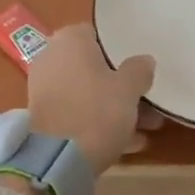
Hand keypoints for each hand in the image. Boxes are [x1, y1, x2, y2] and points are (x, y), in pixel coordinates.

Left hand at [27, 23, 160, 173]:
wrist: (56, 158)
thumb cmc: (95, 110)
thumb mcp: (128, 88)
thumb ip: (139, 70)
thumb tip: (144, 60)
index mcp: (69, 40)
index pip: (99, 36)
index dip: (122, 52)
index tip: (141, 69)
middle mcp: (52, 57)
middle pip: (95, 68)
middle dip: (123, 87)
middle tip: (150, 104)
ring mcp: (44, 88)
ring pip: (88, 93)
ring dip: (115, 108)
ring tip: (148, 128)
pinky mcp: (44, 116)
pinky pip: (77, 112)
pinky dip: (99, 122)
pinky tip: (129, 143)